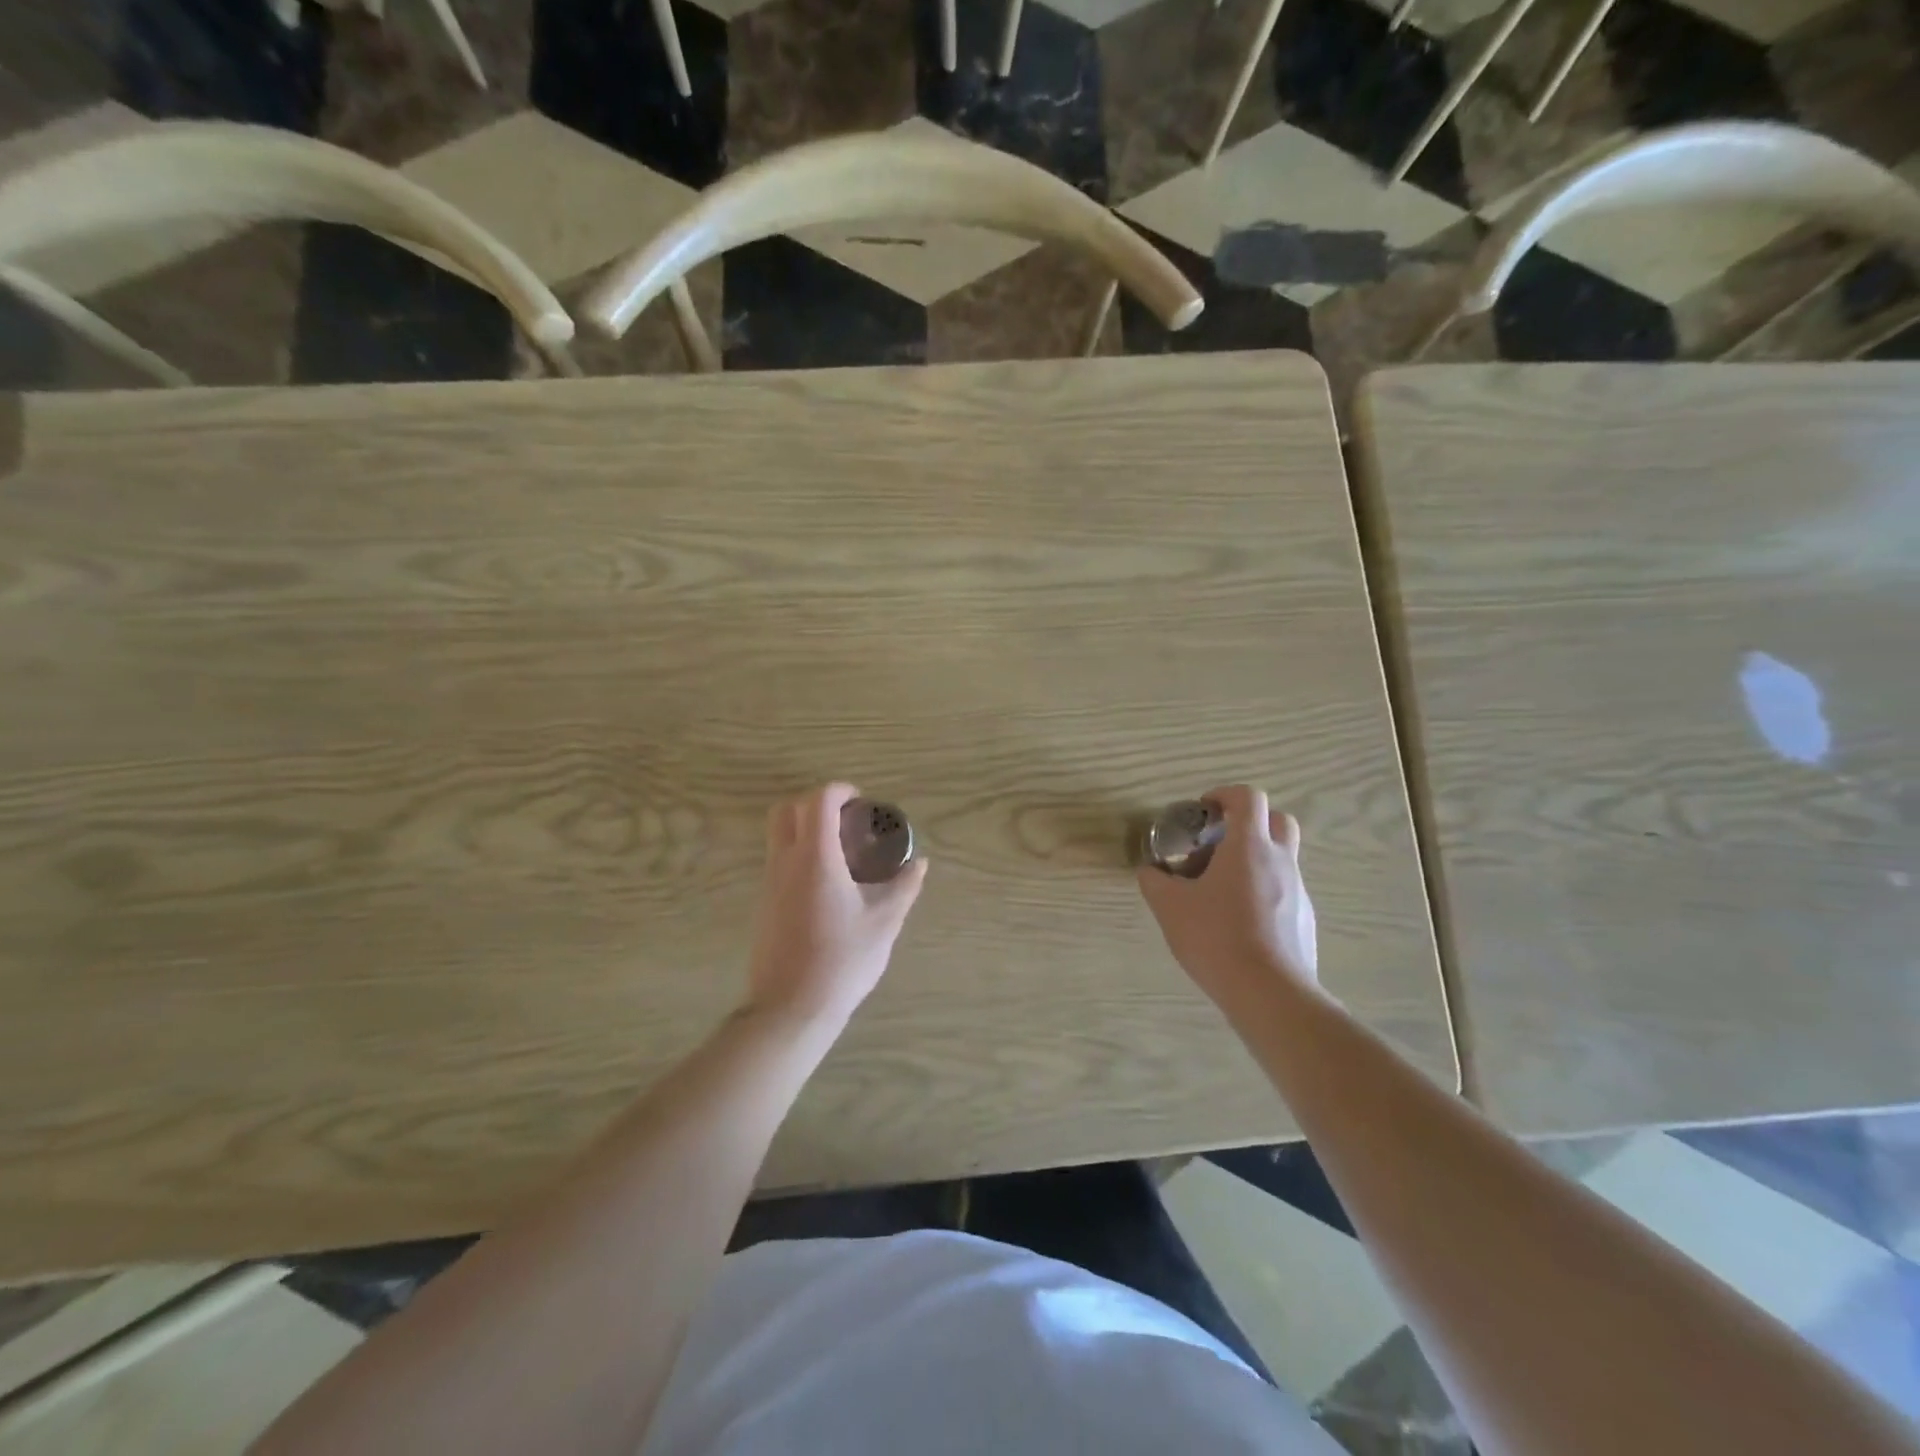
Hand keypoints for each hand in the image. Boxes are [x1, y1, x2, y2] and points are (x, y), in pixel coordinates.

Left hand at [744, 783, 928, 1028]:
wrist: (791, 1008)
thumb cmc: (842, 960)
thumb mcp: (884, 922)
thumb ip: (903, 887)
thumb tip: (919, 864)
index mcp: (815, 858)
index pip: (818, 801)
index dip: (840, 791)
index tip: (861, 802)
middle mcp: (785, 862)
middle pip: (786, 811)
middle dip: (815, 804)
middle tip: (845, 822)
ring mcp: (769, 884)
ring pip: (778, 837)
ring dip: (805, 830)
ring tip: (841, 854)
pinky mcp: (764, 906)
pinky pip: (778, 863)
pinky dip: (799, 856)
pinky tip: (827, 886)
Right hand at [1137, 784, 1318, 1007]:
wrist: (1270, 993)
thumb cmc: (1216, 938)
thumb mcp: (1170, 907)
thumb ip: (1154, 882)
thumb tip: (1149, 871)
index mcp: (1249, 847)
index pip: (1248, 798)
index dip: (1225, 794)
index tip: (1204, 809)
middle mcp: (1281, 861)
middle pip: (1278, 820)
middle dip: (1250, 822)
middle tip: (1220, 842)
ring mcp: (1299, 891)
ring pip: (1281, 859)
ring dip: (1253, 861)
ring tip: (1219, 891)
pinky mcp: (1305, 921)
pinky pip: (1284, 891)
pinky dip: (1263, 892)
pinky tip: (1238, 923)